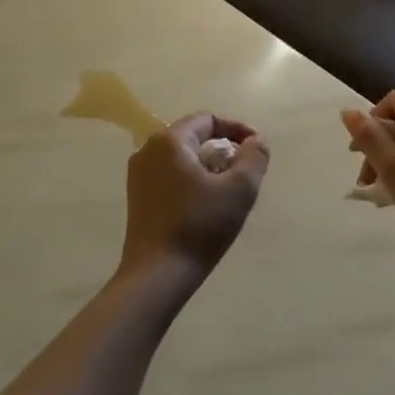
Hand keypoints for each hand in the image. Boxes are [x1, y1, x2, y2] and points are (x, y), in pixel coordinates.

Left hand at [118, 113, 269, 287]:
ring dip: (208, 167)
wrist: (157, 274)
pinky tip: (206, 205)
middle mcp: (148, 150)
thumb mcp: (239, 190)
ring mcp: (138, 175)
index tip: (257, 150)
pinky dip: (192, 181)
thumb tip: (255, 142)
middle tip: (245, 173)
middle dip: (223, 150)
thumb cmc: (199, 226)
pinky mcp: (137, 198)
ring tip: (228, 190)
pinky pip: (170, 176)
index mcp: (170, 141)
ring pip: (182, 158)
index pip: (208, 119)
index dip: (237, 130)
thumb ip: (254, 158)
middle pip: (194, 137)